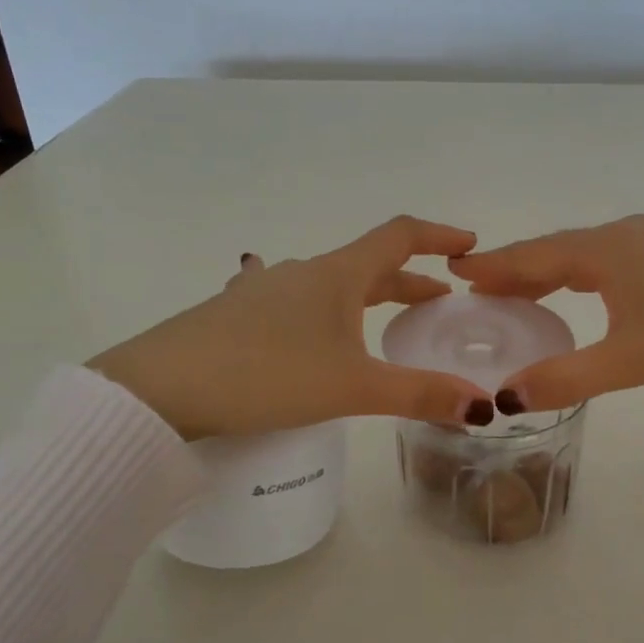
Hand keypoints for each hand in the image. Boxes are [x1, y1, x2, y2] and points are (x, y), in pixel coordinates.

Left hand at [89, 216, 494, 439]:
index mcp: (336, 275)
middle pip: (367, 265)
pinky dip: (322, 314)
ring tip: (381, 321)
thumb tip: (484, 406)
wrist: (159, 389)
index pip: (400, 236)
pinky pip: (294, 305)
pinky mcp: (236, 316)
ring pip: (330, 287)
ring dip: (364, 297)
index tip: (470, 246)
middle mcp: (302, 273)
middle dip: (408, 281)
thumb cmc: (267, 375)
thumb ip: (419, 394)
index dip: (439, 236)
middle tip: (438, 302)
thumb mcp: (351, 388)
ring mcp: (264, 292)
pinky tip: (304, 330)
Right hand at [448, 214, 643, 410]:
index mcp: (607, 250)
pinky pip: (612, 261)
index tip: (456, 272)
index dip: (494, 267)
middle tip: (480, 292)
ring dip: (550, 273)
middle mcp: (626, 234)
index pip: (534, 255)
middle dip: (516, 270)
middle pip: (556, 251)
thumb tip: (504, 398)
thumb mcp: (633, 359)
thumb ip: (566, 377)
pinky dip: (582, 275)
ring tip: (522, 295)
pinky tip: (587, 293)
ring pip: (586, 255)